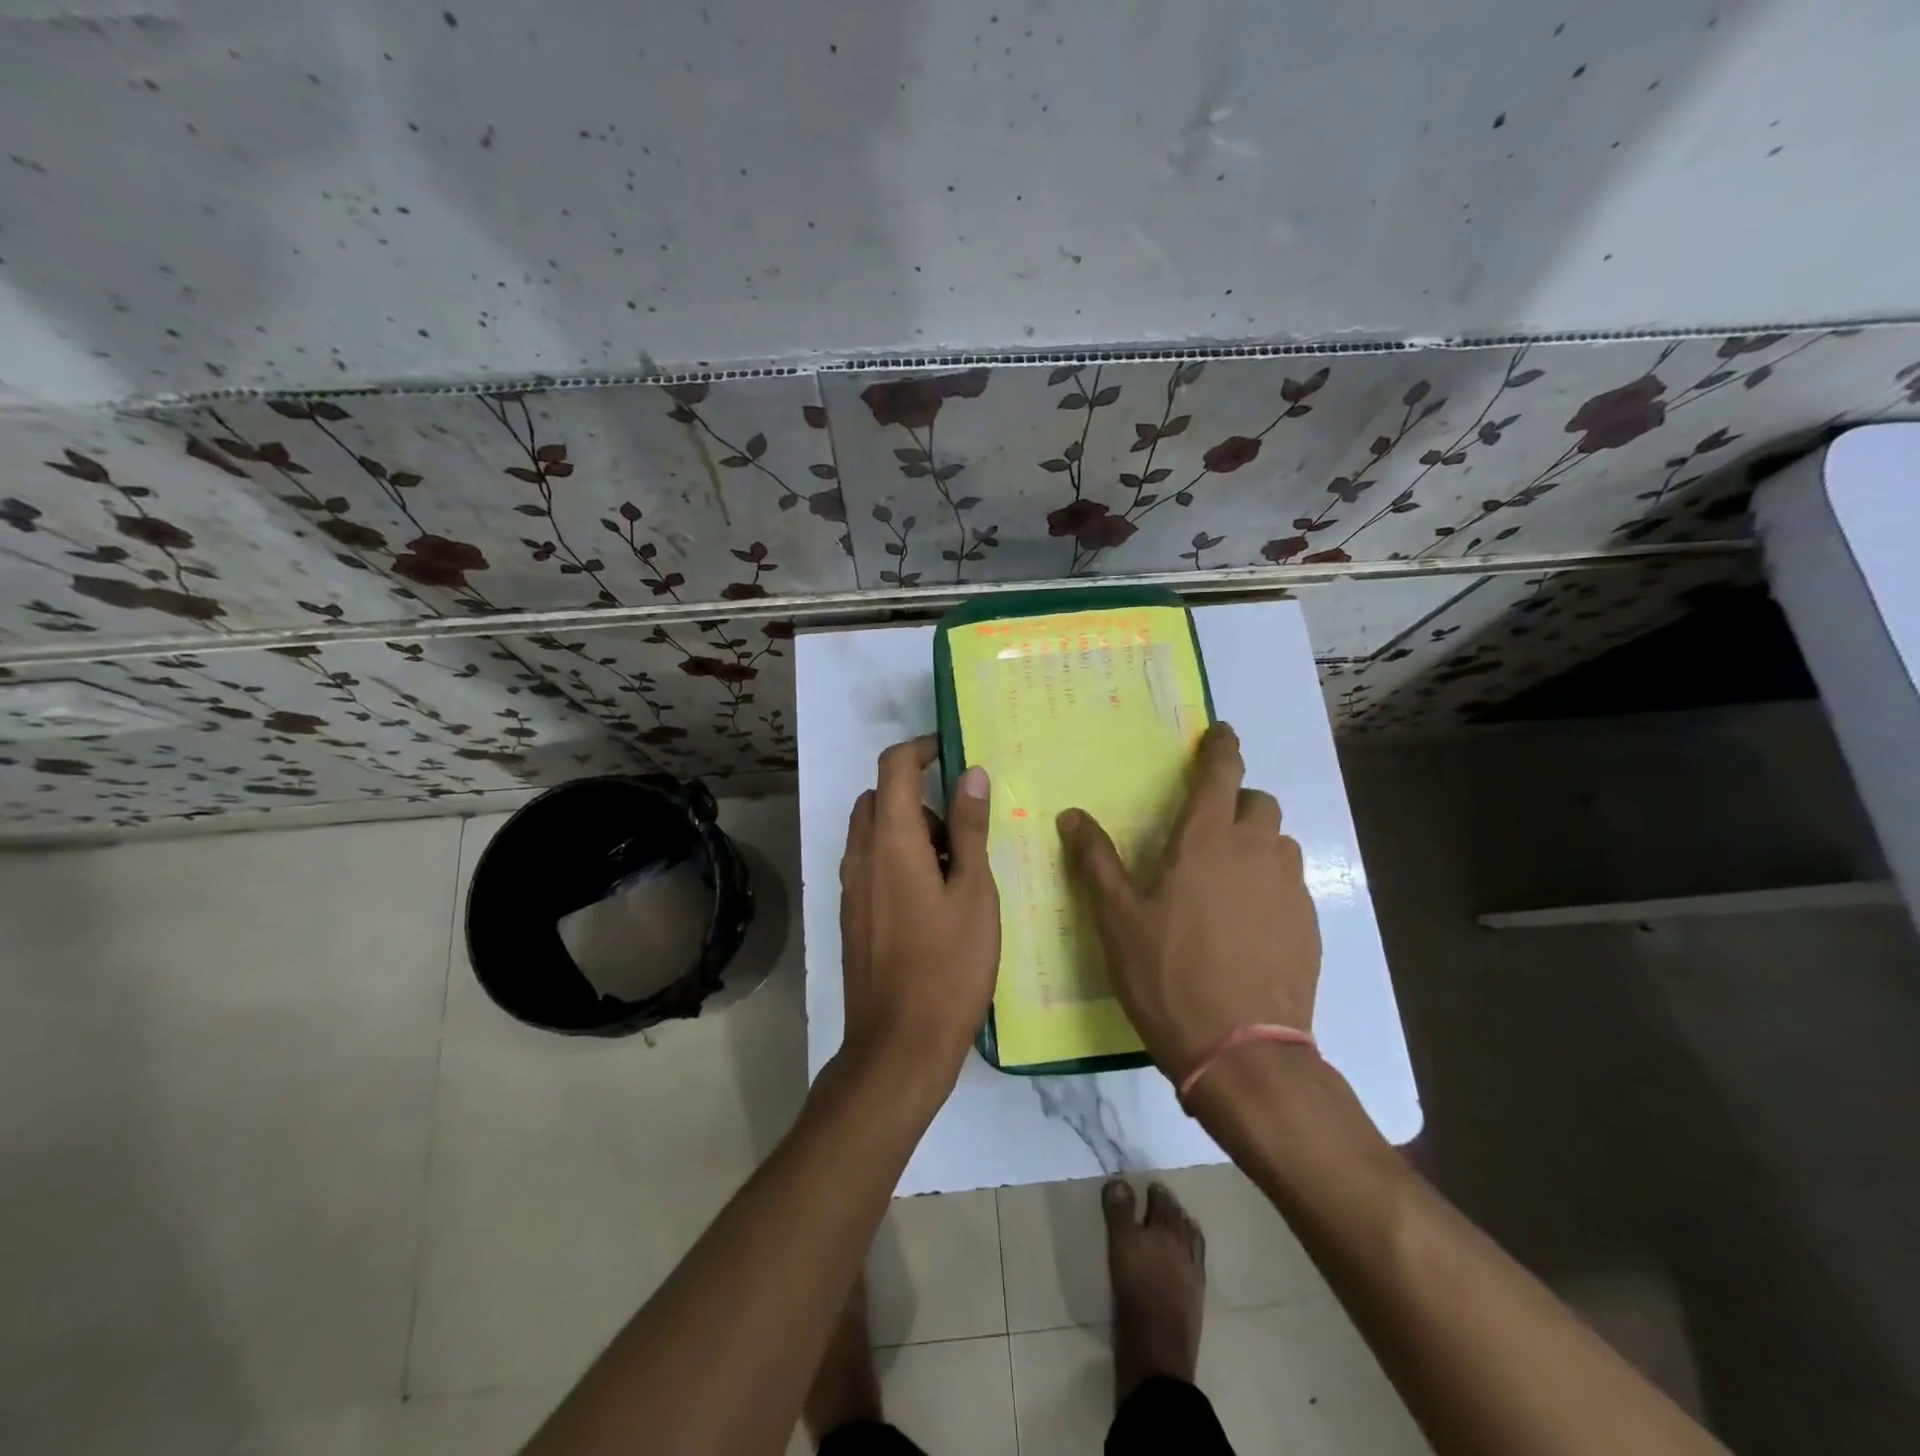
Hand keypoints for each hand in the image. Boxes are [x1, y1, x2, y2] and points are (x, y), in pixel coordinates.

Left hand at [837, 736, 999, 1092]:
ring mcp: (851, 887)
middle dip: (917, 796)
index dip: (921, 749)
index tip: (952, 754)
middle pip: (879, 798)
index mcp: (892, 841)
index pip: (894, 768)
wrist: (899, 1045)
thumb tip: (971, 774)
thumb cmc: (949, 966)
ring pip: (872, 832)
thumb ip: (968, 829)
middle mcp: (861, 855)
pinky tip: (931, 900)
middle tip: (960, 831)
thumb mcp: (974, 893)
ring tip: (952, 871)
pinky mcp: (851, 914)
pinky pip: (870, 863)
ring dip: (907, 829)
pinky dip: (896, 858)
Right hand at [1057, 723, 1319, 1081]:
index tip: (1222, 732)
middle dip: (1236, 803)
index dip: (1222, 746)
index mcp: (1205, 840)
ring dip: (1257, 846)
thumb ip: (1096, 860)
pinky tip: (1248, 925)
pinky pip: (1291, 885)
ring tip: (1228, 881)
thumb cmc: (1167, 973)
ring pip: (1279, 844)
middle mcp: (1255, 851)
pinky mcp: (1309, 924)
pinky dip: (1271, 886)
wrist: (1242, 1050)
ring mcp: (1289, 887)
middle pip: (1258, 803)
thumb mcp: (1117, 918)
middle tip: (1208, 830)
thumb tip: (1071, 815)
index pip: (1221, 772)